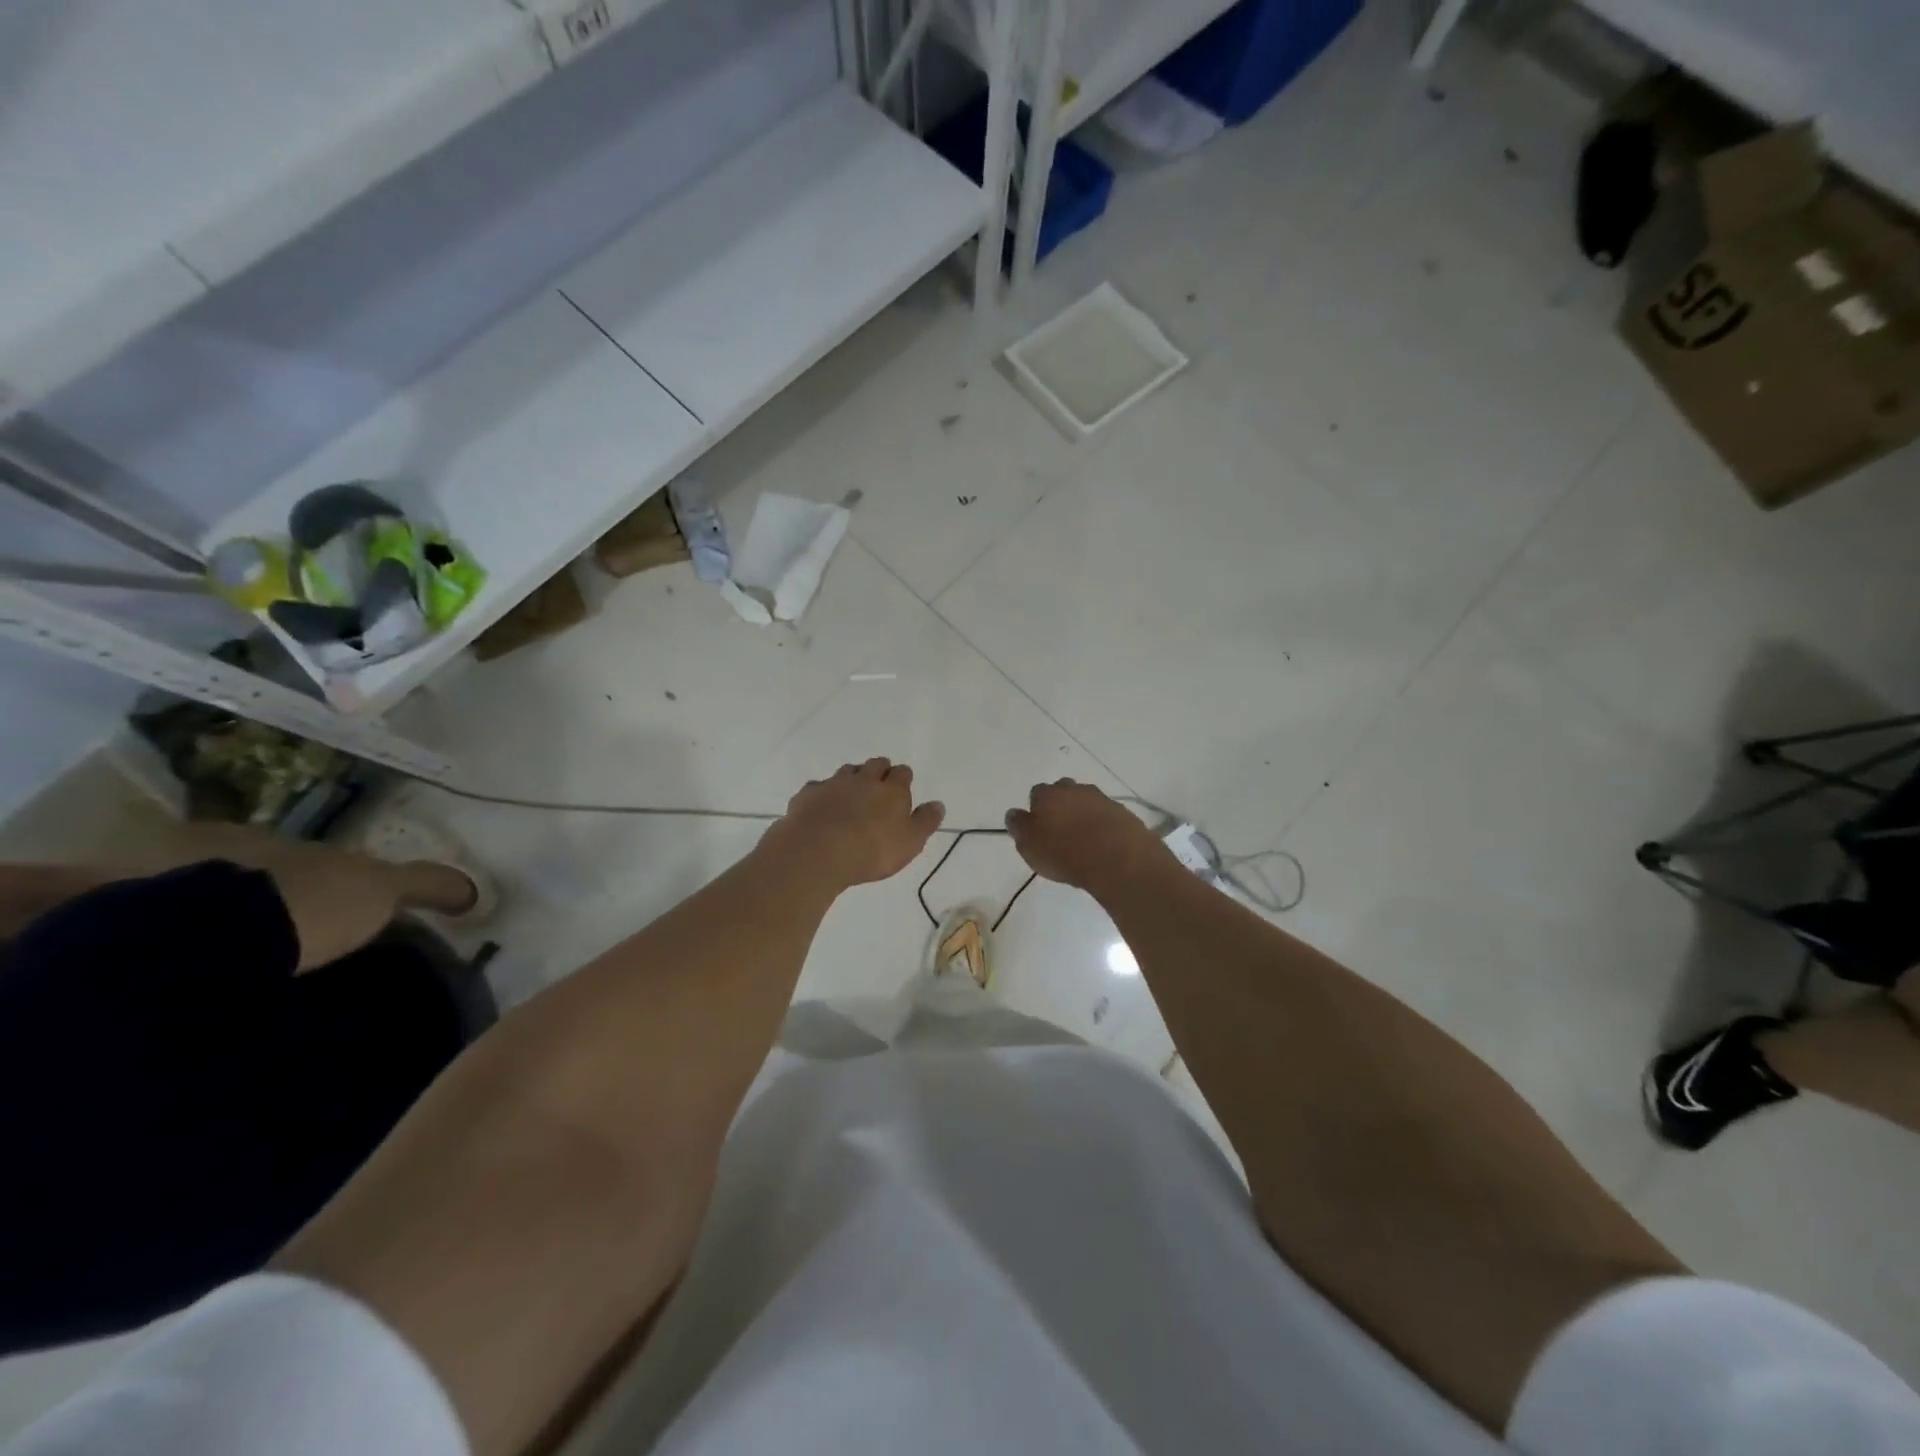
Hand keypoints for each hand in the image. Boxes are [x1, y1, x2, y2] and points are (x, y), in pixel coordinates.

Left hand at [766, 759, 944, 889]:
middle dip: (879, 770)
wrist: (817, 851)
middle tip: (879, 783)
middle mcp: (863, 780)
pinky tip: (821, 806)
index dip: (903, 777)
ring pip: (846, 771)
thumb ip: (925, 822)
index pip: (902, 773)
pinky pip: (818, 787)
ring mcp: (833, 784)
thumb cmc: (871, 850)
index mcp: (891, 790)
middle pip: (875, 764)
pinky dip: (823, 793)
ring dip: (852, 777)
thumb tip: (938, 804)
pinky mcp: (808, 794)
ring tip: (852, 792)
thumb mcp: (910, 842)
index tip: (902, 785)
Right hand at [1004, 780, 1168, 892]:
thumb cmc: (1064, 853)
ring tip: (1083, 839)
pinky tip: (1103, 843)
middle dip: (1061, 806)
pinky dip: (1102, 824)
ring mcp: (1101, 799)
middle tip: (1060, 830)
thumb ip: (1019, 827)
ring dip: (1083, 814)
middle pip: (1063, 792)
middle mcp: (1074, 789)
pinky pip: (1106, 815)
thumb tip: (1014, 814)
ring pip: (1086, 801)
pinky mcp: (1122, 812)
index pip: (1036, 794)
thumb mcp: (1029, 846)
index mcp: (1047, 795)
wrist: (1117, 858)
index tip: (1039, 828)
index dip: (1036, 810)